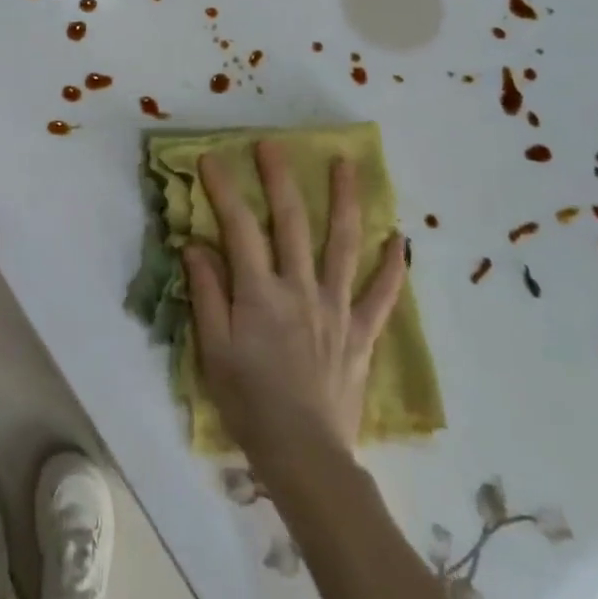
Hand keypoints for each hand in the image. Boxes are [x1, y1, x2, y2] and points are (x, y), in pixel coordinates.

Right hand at [184, 142, 404, 459]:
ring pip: (342, 244)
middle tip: (272, 144)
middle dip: (279, 178)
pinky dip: (392, 266)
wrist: (304, 453)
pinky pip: (381, 294)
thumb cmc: (249, 402)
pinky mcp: (361, 332)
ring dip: (344, 200)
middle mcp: (301, 288)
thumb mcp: (213, 348)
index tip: (211, 159)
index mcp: (259, 292)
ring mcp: (337, 307)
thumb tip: (197, 244)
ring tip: (346, 164)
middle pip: (291, 222)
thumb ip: (206, 292)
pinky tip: (400, 239)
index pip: (238, 228)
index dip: (224, 190)